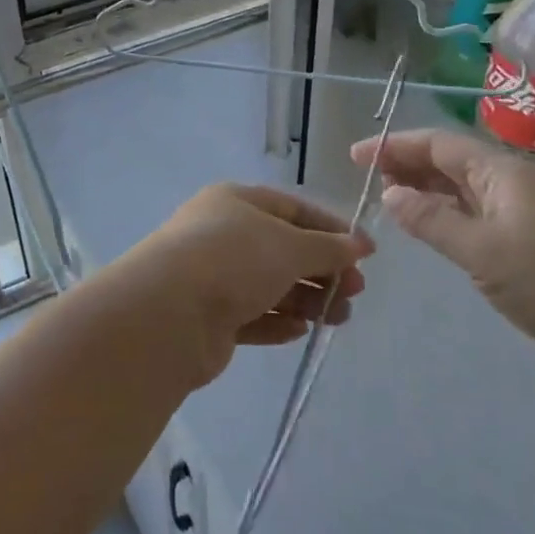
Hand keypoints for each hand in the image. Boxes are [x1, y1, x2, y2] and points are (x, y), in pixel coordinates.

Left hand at [137, 183, 373, 384]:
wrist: (169, 313)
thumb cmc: (235, 260)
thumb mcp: (291, 246)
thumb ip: (329, 247)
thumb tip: (361, 244)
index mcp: (236, 202)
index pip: (292, 209)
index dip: (330, 229)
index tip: (365, 254)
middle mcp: (221, 234)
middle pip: (282, 250)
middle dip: (322, 271)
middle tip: (355, 292)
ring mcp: (212, 276)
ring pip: (268, 286)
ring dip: (306, 300)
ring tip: (337, 318)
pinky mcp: (208, 317)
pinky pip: (250, 316)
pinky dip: (276, 322)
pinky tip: (298, 331)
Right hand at [351, 130, 534, 387]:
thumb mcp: (483, 252)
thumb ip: (431, 220)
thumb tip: (389, 194)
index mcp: (502, 174)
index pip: (439, 145)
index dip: (395, 146)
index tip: (356, 155)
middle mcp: (505, 184)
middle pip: (446, 161)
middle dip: (404, 162)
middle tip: (364, 176)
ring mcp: (510, 212)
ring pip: (454, 187)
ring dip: (418, 186)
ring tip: (382, 196)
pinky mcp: (512, 240)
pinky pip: (464, 212)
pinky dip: (435, 211)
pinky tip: (416, 221)